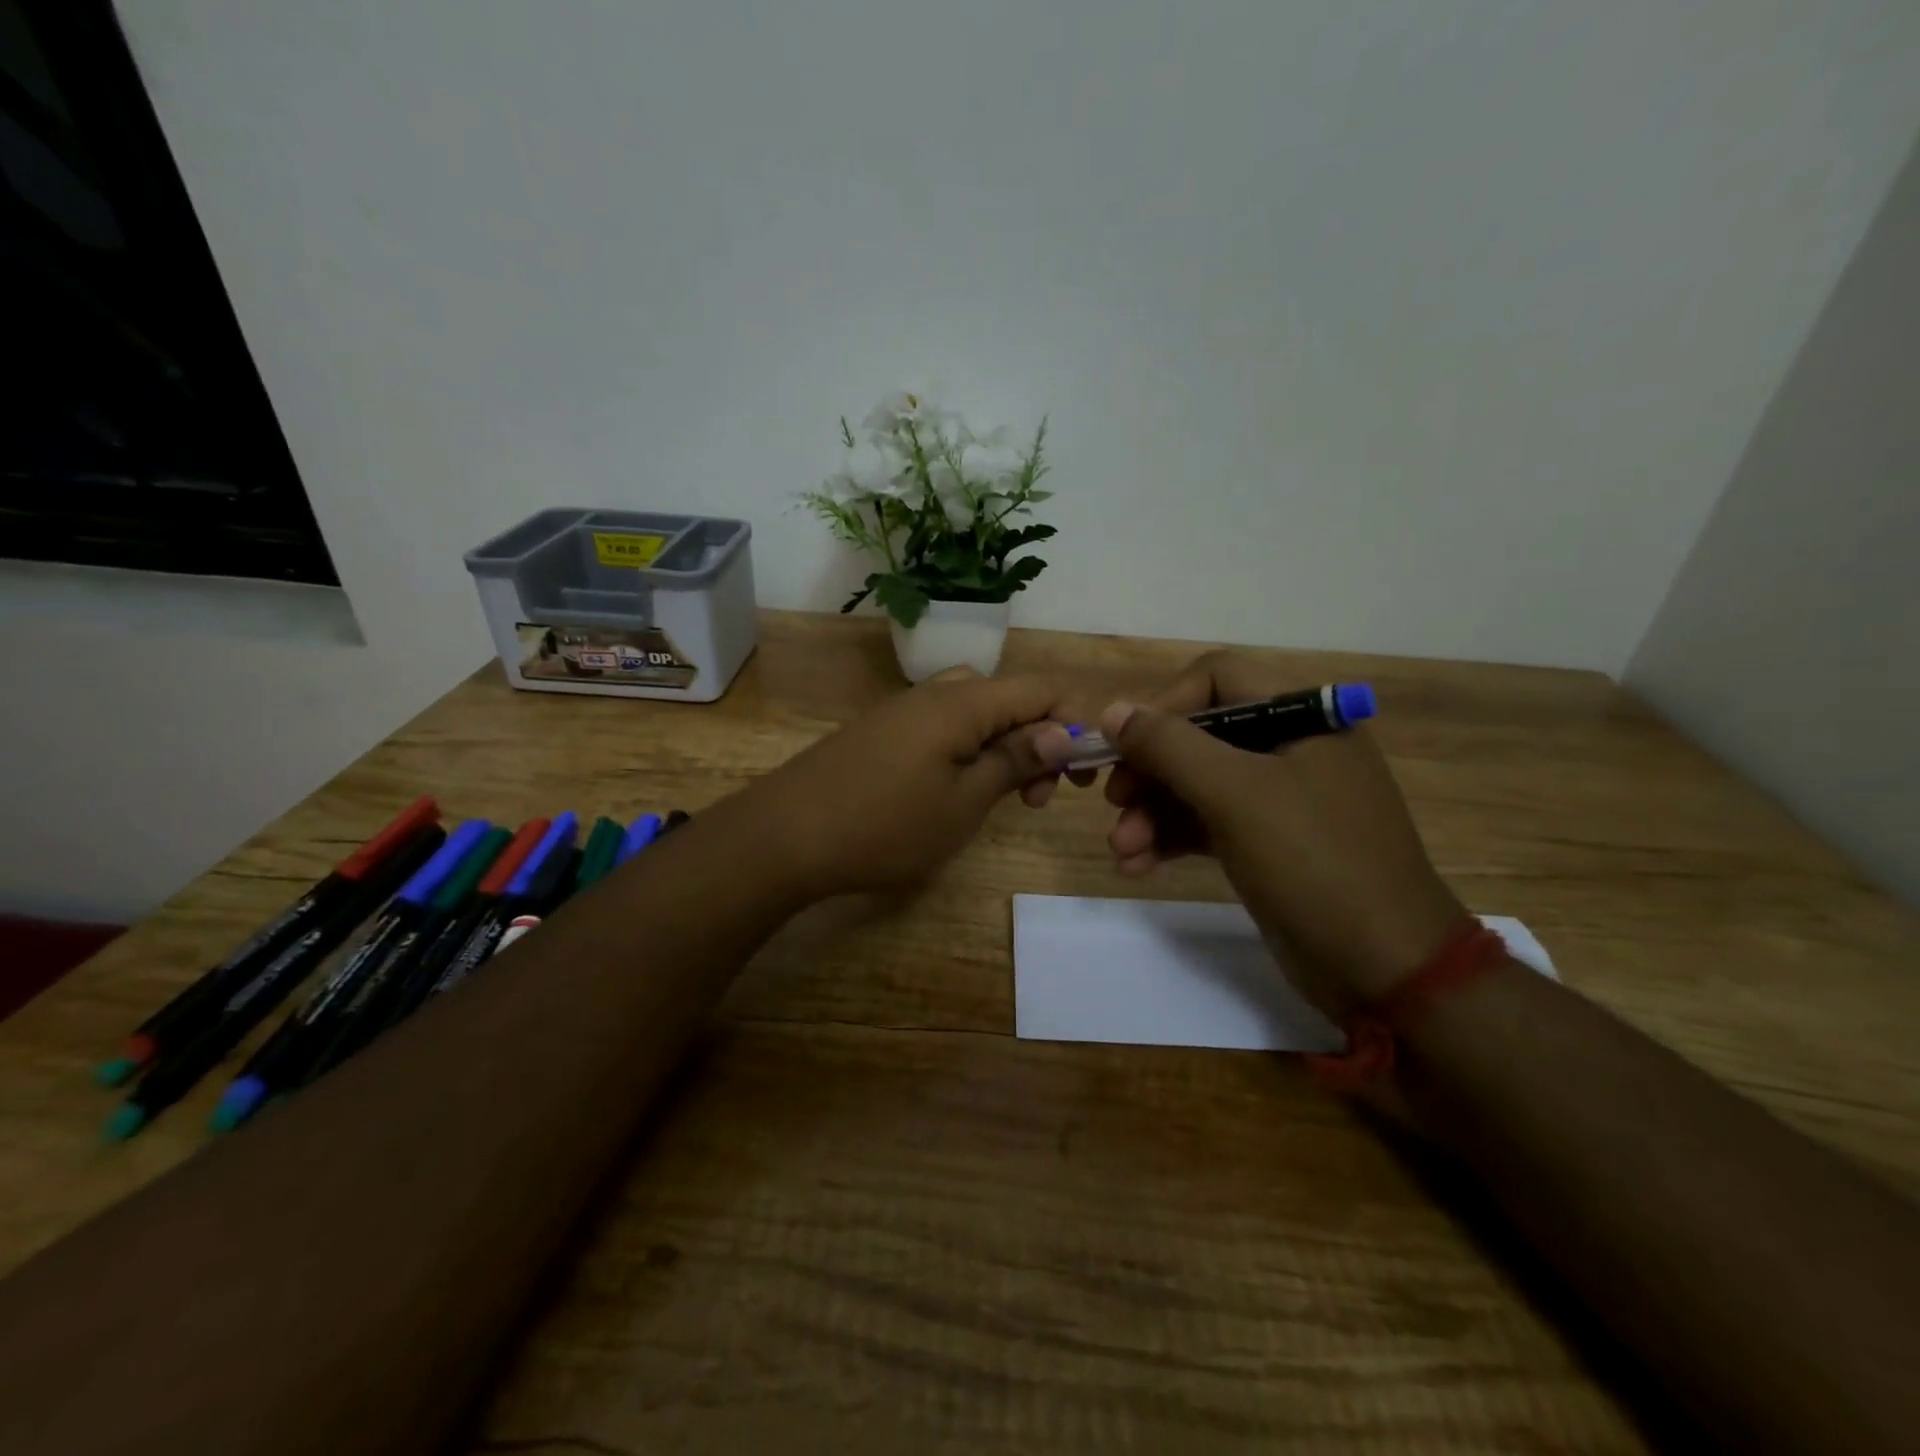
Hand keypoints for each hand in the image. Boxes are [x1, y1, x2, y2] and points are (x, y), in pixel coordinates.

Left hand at [735, 669, 1075, 900]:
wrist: (785, 835)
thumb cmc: (886, 825)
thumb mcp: (964, 802)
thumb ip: (1014, 760)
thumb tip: (1062, 732)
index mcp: (964, 702)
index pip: (1041, 690)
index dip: (1074, 724)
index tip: (1082, 777)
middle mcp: (935, 693)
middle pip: (1008, 697)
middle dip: (1036, 740)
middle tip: (1033, 797)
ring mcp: (903, 710)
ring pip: (974, 712)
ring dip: (1000, 748)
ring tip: (998, 798)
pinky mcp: (881, 731)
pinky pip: (940, 726)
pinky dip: (965, 751)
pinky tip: (952, 792)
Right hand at [1098, 651, 1464, 1003]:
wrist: (1386, 968)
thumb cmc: (1314, 863)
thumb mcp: (1235, 795)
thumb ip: (1169, 746)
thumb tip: (1112, 711)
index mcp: (1302, 717)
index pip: (1217, 679)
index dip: (1164, 705)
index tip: (1126, 746)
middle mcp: (1290, 748)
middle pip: (1199, 737)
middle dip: (1149, 771)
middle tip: (1113, 804)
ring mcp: (1280, 800)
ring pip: (1197, 786)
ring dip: (1151, 813)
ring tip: (1121, 850)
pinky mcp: (1267, 845)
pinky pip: (1207, 825)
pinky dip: (1171, 840)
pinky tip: (1137, 866)